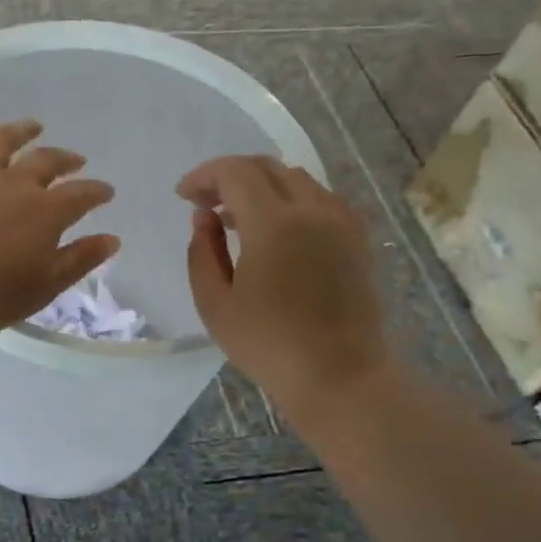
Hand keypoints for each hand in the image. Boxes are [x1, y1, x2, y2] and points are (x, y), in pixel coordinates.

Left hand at [0, 120, 118, 337]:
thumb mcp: (47, 284)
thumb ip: (80, 259)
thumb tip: (112, 239)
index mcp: (46, 211)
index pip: (81, 195)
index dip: (97, 192)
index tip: (106, 191)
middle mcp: (14, 185)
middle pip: (45, 162)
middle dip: (64, 158)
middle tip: (75, 159)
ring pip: (0, 144)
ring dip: (19, 132)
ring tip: (31, 126)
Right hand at [178, 156, 388, 412]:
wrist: (339, 374)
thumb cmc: (268, 345)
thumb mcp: (215, 304)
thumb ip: (202, 252)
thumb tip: (204, 216)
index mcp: (273, 224)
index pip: (235, 173)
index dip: (204, 176)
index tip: (184, 196)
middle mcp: (312, 210)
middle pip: (266, 167)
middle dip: (229, 176)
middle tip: (205, 203)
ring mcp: (340, 221)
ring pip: (295, 178)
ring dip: (260, 186)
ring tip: (236, 218)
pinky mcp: (356, 237)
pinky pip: (320, 198)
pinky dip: (290, 199)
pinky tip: (276, 230)